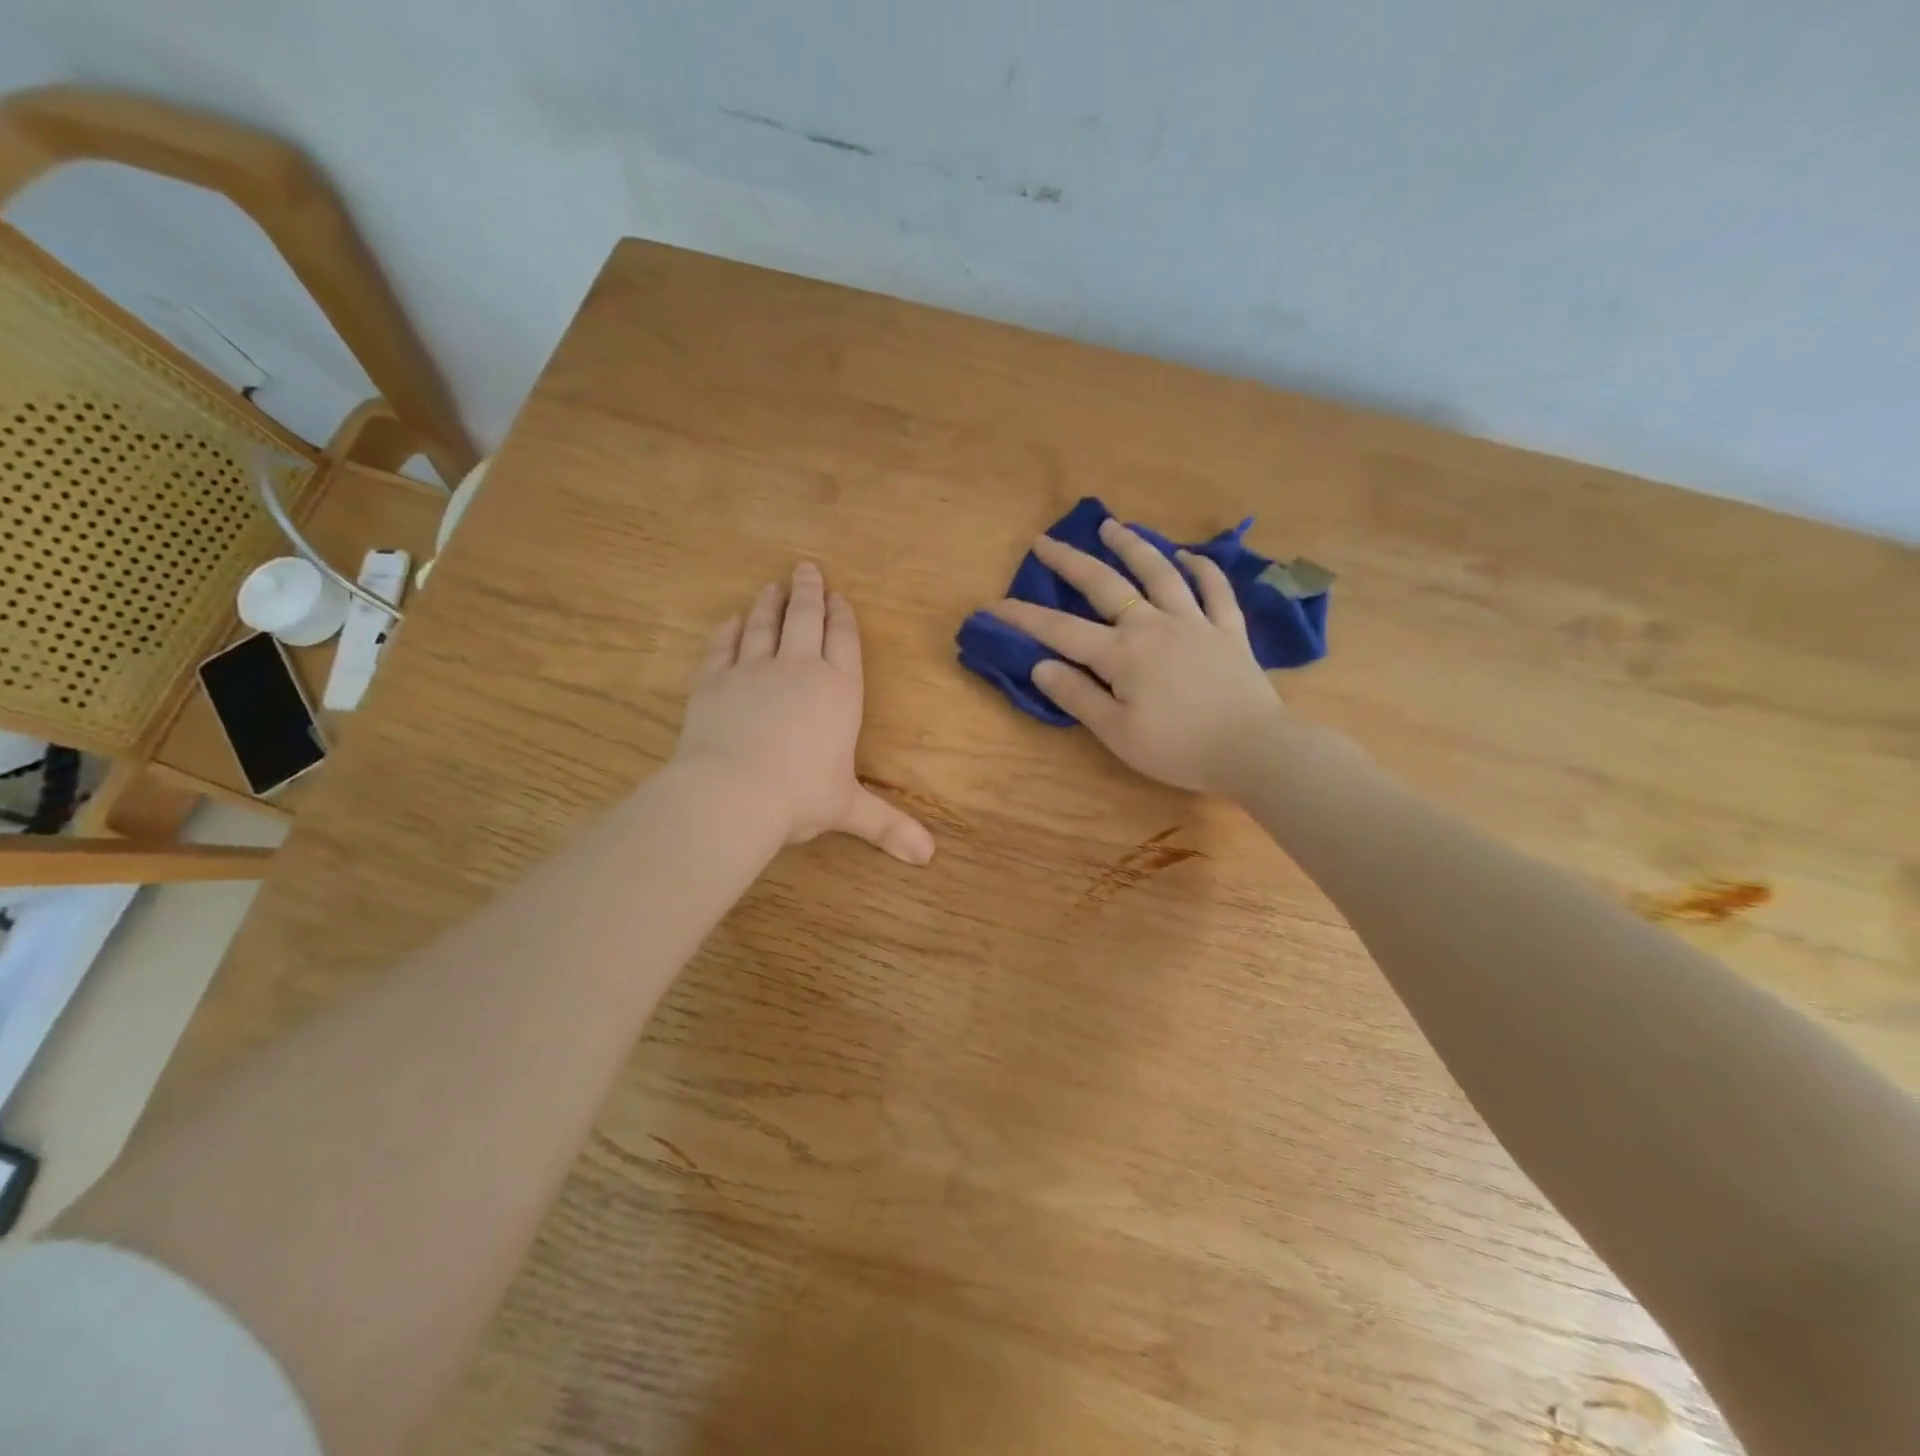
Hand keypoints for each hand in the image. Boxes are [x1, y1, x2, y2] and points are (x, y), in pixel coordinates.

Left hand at [674, 564, 935, 863]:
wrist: (732, 792)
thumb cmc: (801, 796)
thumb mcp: (848, 810)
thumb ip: (888, 825)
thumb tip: (930, 857)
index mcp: (839, 691)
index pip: (844, 642)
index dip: (843, 617)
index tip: (840, 597)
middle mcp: (799, 669)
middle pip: (805, 619)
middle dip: (808, 592)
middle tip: (806, 568)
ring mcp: (752, 670)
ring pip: (762, 625)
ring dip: (768, 604)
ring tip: (771, 586)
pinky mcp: (713, 681)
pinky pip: (722, 647)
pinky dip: (727, 631)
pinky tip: (730, 621)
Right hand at [986, 518, 1287, 793]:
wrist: (1252, 749)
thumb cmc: (1177, 748)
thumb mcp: (1116, 733)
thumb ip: (1078, 696)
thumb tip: (1040, 665)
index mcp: (1122, 654)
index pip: (1060, 631)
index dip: (1023, 617)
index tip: (992, 605)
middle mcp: (1154, 626)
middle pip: (1105, 585)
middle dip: (1071, 562)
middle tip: (1045, 541)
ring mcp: (1194, 623)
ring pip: (1159, 574)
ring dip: (1133, 547)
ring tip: (1112, 526)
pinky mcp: (1228, 631)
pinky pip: (1215, 591)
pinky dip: (1201, 569)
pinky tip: (1188, 555)